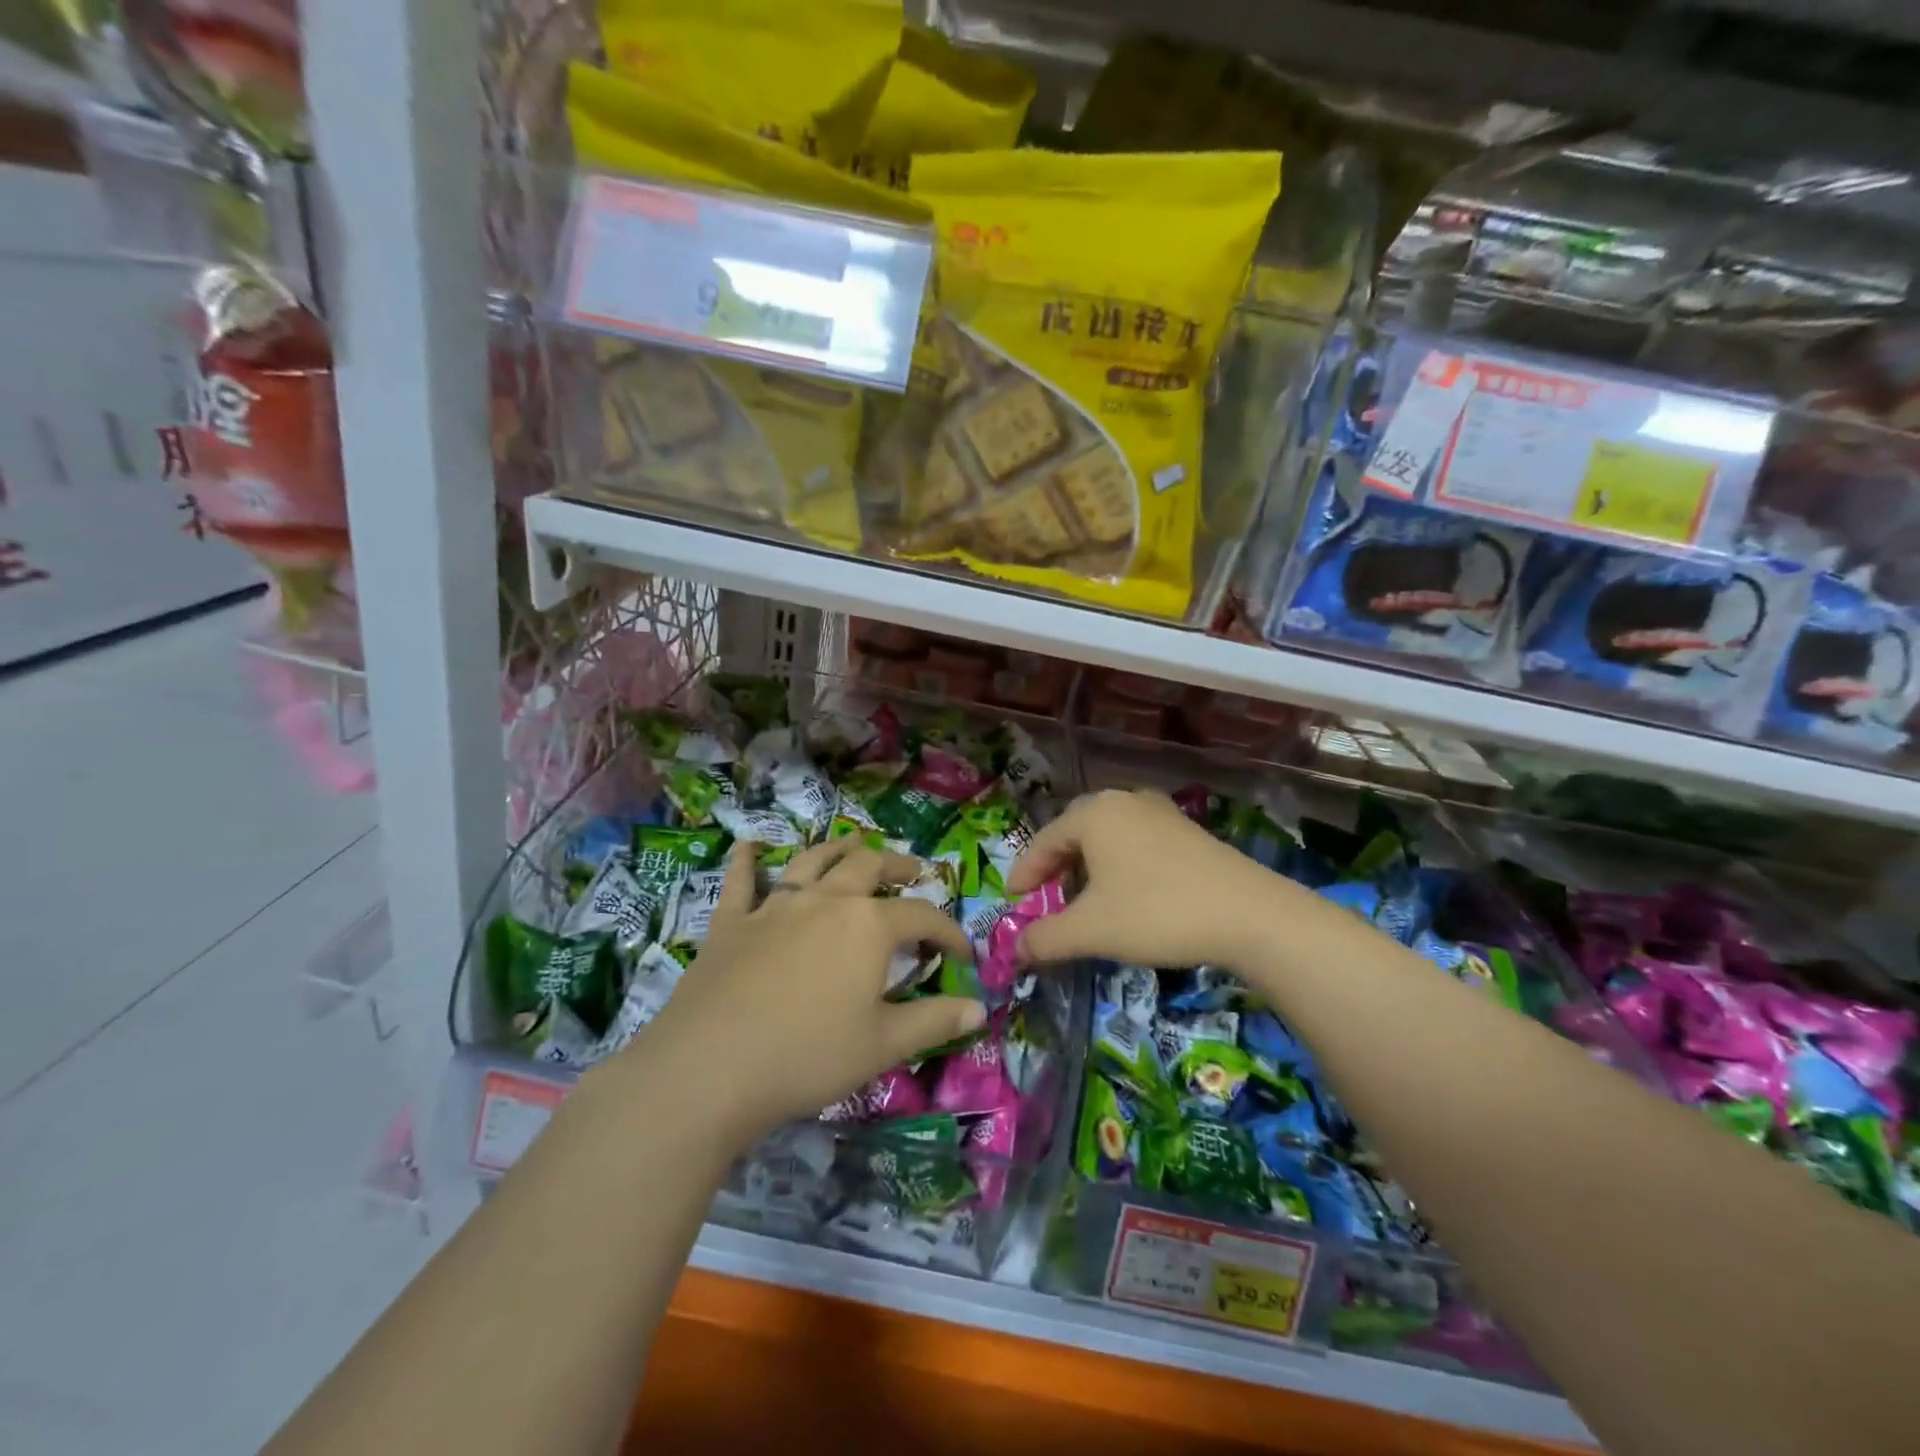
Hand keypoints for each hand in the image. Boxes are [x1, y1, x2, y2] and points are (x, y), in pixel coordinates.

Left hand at [629, 838, 982, 1145]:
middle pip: (868, 867)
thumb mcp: (882, 1045)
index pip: (922, 916)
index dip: (948, 932)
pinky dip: (747, 861)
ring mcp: (775, 906)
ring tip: (854, 844)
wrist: (709, 1068)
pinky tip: (747, 846)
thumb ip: (935, 1021)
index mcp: (868, 925)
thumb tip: (979, 1007)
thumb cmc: (807, 1056)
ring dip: (837, 848)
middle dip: (897, 865)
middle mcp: (826, 900)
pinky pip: (741, 882)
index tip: (962, 952)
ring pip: (812, 860)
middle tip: (913, 870)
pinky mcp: (731, 922)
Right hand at [1005, 789, 1290, 970]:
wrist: (1249, 914)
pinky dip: (1119, 867)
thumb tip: (1015, 950)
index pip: (1043, 841)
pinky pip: (1136, 844)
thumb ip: (1045, 938)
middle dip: (1055, 868)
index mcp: (1094, 813)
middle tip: (1045, 899)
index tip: (1012, 902)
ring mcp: (1160, 813)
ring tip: (1084, 901)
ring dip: (1088, 868)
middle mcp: (1124, 801)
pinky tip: (1127, 896)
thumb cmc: (1156, 912)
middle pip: (1074, 833)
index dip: (1024, 874)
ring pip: (1107, 838)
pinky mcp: (1187, 831)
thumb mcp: (1092, 930)